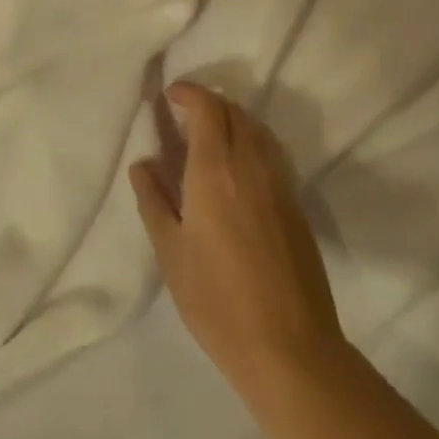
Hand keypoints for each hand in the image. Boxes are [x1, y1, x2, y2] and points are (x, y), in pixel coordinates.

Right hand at [130, 83, 346, 396]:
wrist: (288, 345)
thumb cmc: (216, 300)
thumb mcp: (171, 252)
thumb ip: (153, 200)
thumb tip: (143, 164)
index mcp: (215, 170)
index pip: (207, 108)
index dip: (189, 92)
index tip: (170, 95)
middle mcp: (251, 164)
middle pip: (234, 111)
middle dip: (209, 103)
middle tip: (184, 116)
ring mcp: (279, 182)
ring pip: (256, 129)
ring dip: (232, 119)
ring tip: (208, 138)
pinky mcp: (296, 203)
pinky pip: (270, 152)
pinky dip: (250, 142)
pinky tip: (236, 169)